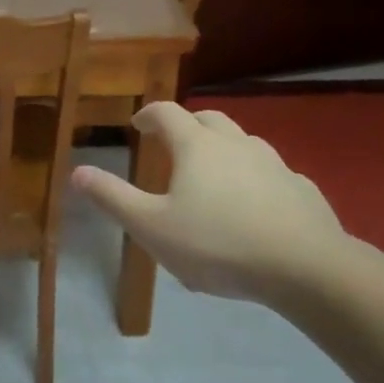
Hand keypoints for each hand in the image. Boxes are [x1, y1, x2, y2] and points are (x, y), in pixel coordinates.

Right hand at [71, 103, 348, 301]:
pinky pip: (273, 173)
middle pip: (208, 119)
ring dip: (223, 149)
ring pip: (243, 142)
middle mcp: (235, 143)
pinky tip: (256, 204)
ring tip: (213, 175)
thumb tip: (76, 171)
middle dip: (187, 125)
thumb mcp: (151, 227)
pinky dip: (257, 177)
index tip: (137, 126)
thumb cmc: (218, 244)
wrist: (307, 269)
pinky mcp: (302, 189)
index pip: (166, 113)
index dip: (148, 116)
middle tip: (173, 144)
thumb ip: (113, 198)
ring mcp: (274, 163)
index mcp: (196, 146)